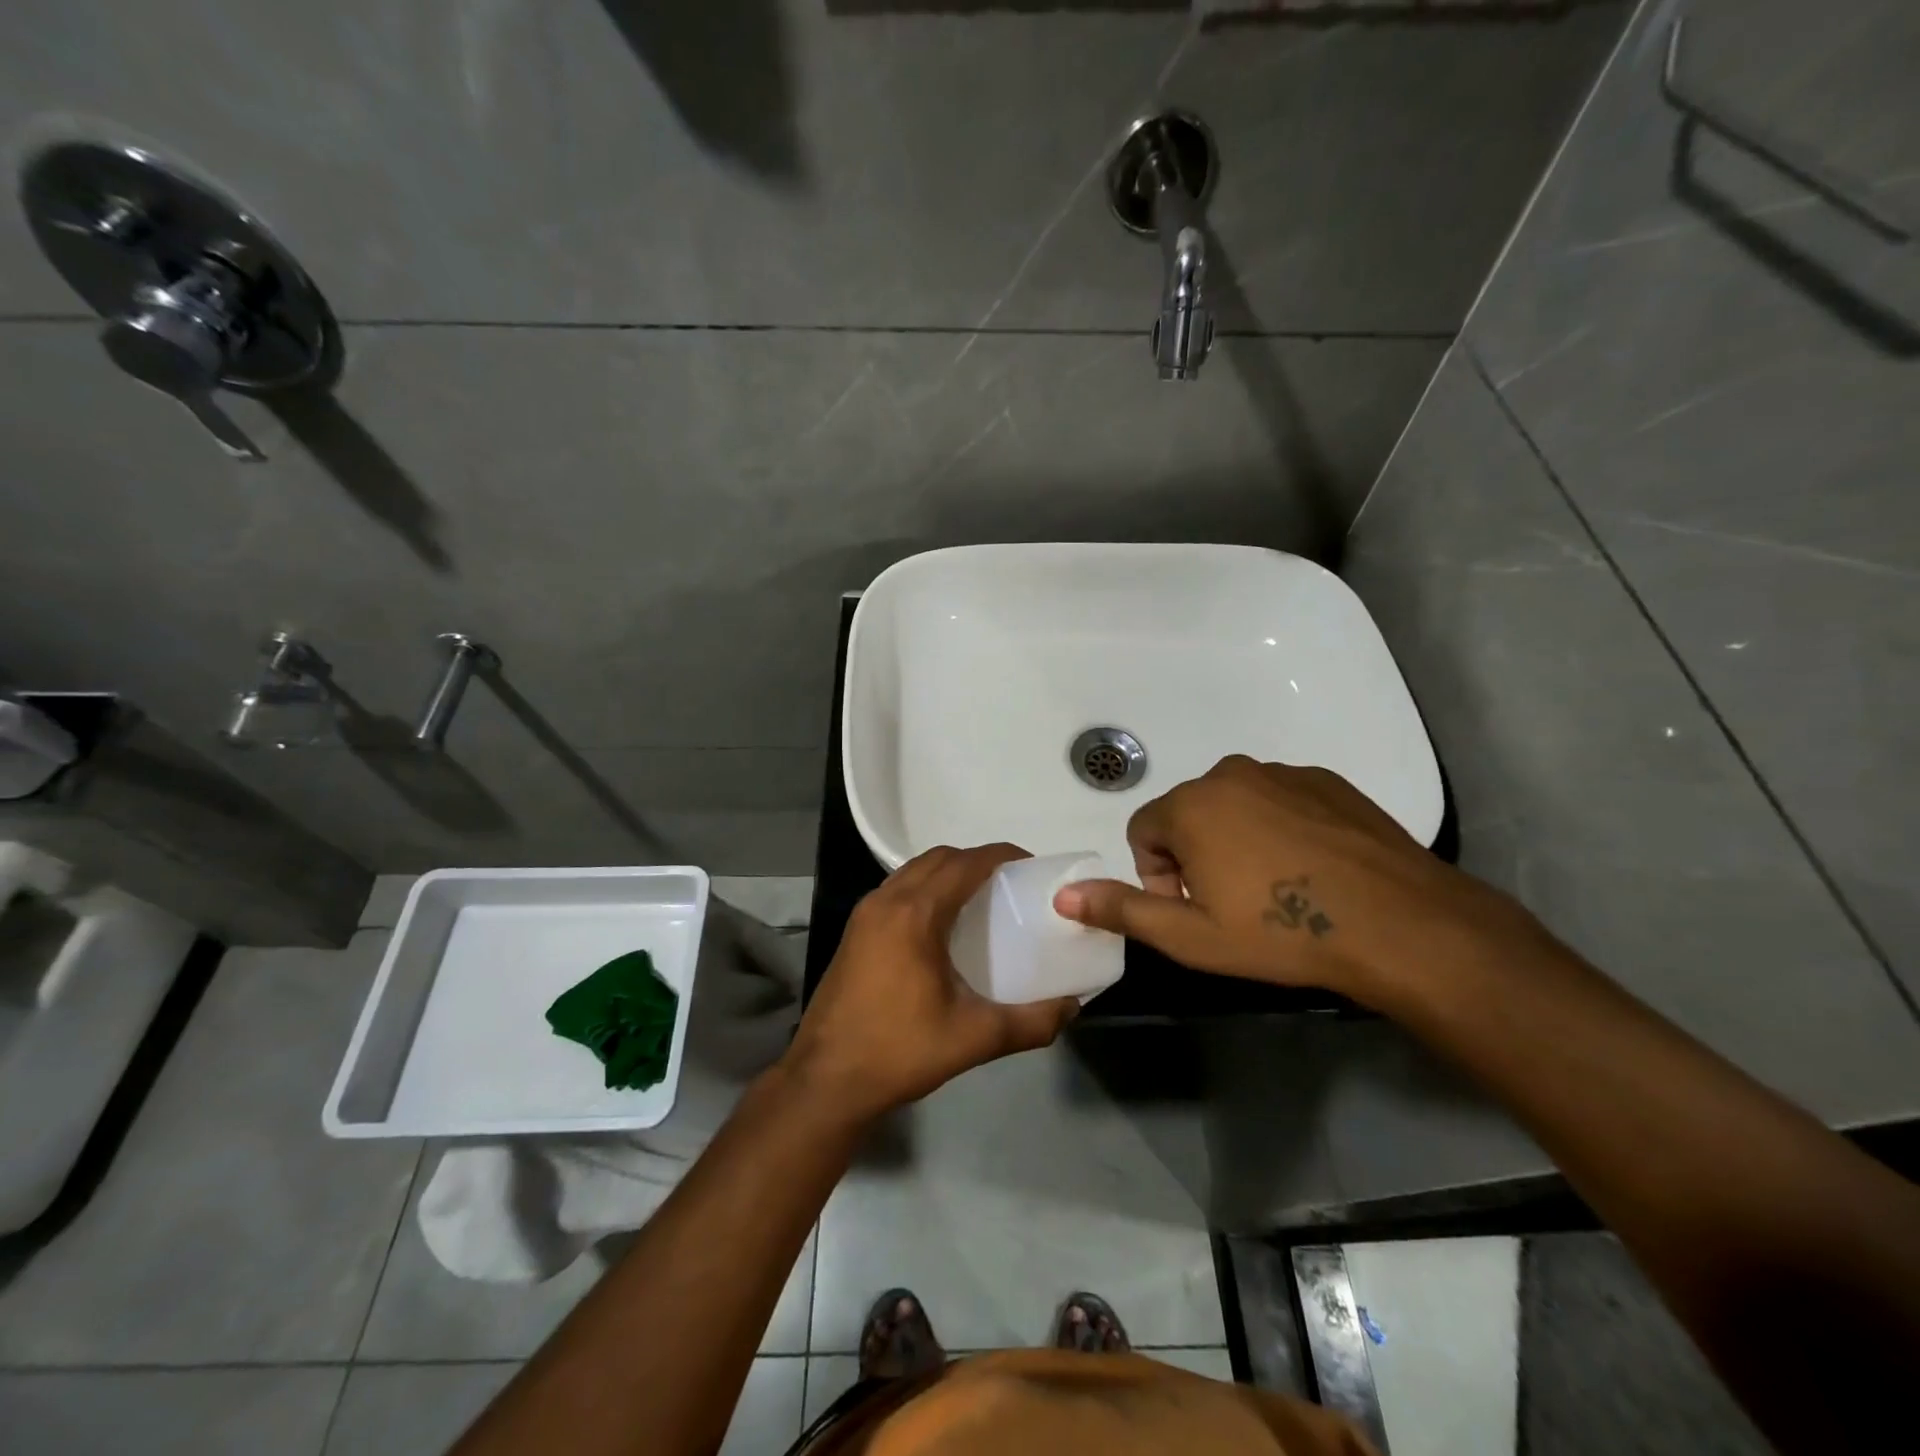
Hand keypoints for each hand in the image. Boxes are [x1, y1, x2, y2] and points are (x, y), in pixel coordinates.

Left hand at [785, 844, 1079, 1120]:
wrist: (825, 1081)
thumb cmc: (899, 1051)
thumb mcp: (974, 1038)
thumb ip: (1031, 1022)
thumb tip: (1072, 1007)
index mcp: (915, 914)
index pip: (964, 863)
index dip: (1000, 855)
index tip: (1031, 865)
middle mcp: (886, 901)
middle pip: (938, 858)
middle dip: (976, 860)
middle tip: (1010, 883)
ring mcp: (865, 914)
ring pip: (913, 871)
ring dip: (948, 872)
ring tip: (981, 899)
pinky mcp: (855, 931)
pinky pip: (897, 890)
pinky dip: (926, 888)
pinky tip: (943, 924)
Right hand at [1052, 755, 1529, 1004]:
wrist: (1400, 925)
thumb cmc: (1282, 934)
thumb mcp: (1191, 937)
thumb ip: (1121, 910)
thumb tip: (1064, 895)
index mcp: (1191, 805)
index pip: (1143, 832)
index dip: (1158, 876)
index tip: (1194, 911)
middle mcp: (1230, 774)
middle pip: (1187, 814)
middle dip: (1194, 856)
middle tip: (1233, 904)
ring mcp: (1283, 772)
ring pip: (1234, 805)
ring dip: (1236, 839)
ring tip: (1275, 887)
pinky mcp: (1326, 780)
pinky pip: (1278, 799)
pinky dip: (1279, 827)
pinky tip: (1310, 869)